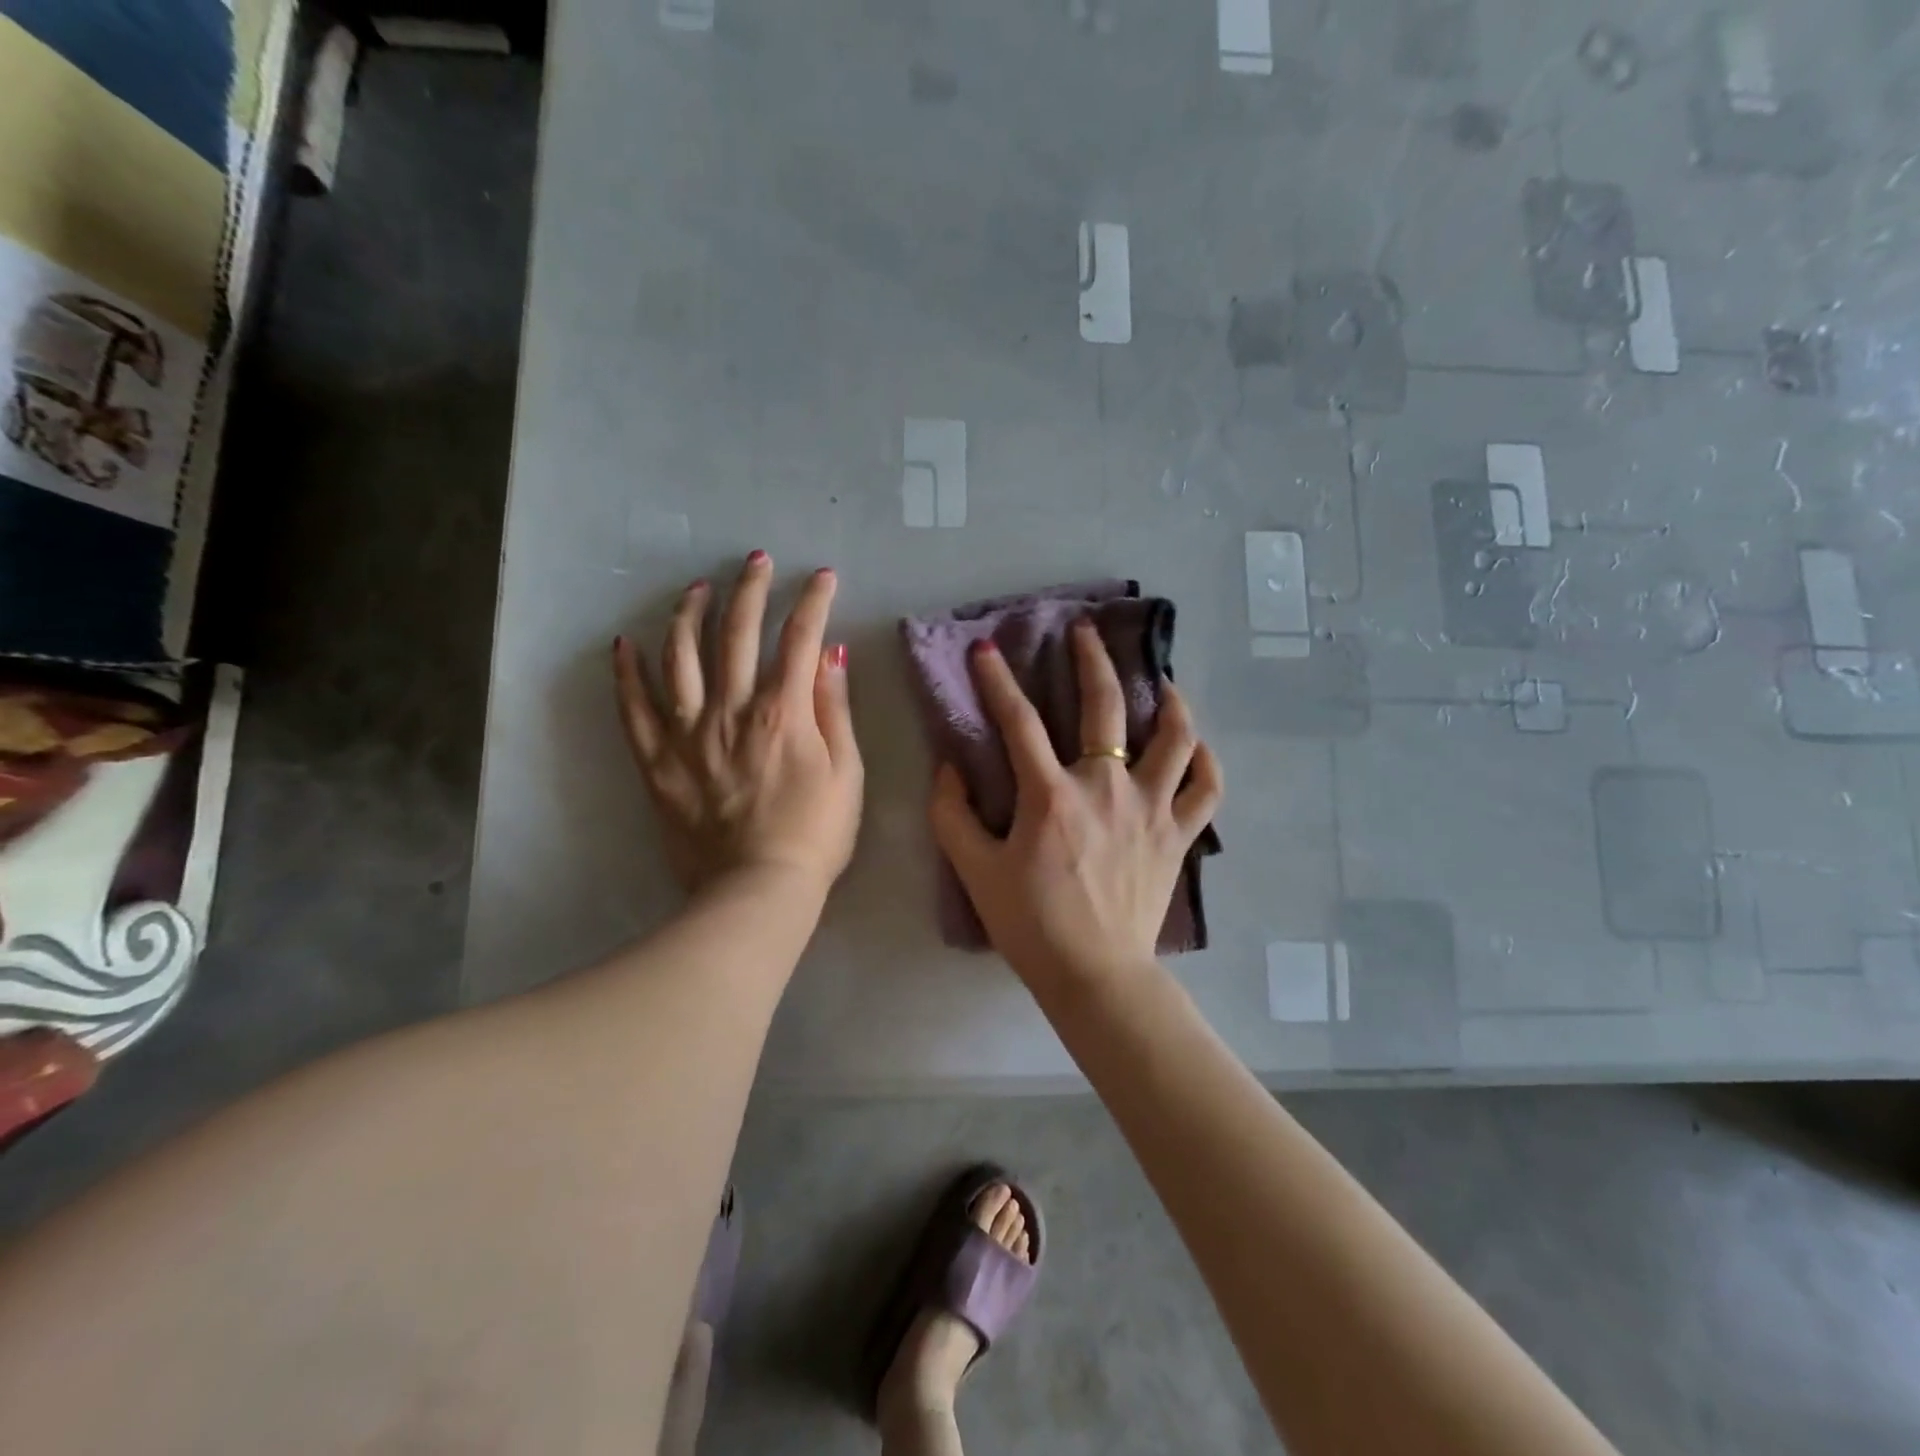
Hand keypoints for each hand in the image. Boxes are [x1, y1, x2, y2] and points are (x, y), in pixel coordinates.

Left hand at [614, 551, 862, 899]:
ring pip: (681, 656)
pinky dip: (627, 672)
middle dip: (750, 589)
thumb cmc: (816, 835)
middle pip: (738, 633)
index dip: (813, 601)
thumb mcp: (847, 772)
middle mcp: (733, 709)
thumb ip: (834, 708)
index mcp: (784, 712)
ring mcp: (689, 733)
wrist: (758, 892)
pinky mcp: (658, 761)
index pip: (800, 638)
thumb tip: (830, 653)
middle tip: (756, 561)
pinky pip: (634, 708)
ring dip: (688, 614)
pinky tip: (625, 643)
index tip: (821, 576)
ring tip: (696, 589)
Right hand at [928, 618, 1222, 990]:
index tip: (986, 650)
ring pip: (1175, 737)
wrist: (1094, 975)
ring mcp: (1152, 809)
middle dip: (1092, 660)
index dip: (997, 681)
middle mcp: (1107, 788)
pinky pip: (1206, 788)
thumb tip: (948, 766)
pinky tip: (1194, 745)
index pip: (1018, 721)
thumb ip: (951, 814)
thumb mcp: (975, 871)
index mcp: (1052, 796)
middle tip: (1085, 631)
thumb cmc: (1031, 924)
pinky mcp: (1179, 834)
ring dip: (1169, 700)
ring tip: (1160, 680)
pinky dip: (1205, 761)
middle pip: (1106, 707)